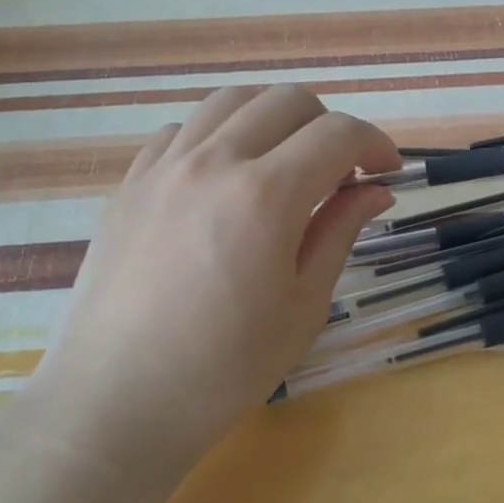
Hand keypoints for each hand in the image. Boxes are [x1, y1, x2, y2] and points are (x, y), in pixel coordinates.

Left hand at [29, 85, 396, 467]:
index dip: (374, 144)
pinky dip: (219, 136)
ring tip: (283, 163)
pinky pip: (182, 130)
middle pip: (287, 101)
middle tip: (338, 173)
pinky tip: (223, 178)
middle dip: (328, 126)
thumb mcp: (303, 306)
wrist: (116, 402)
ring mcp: (164, 166)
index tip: (387, 172)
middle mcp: (214, 161)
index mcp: (266, 195)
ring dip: (273, 119)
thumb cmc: (224, 368)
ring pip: (232, 101)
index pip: (338, 134)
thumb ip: (340, 232)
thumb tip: (376, 190)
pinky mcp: (130, 182)